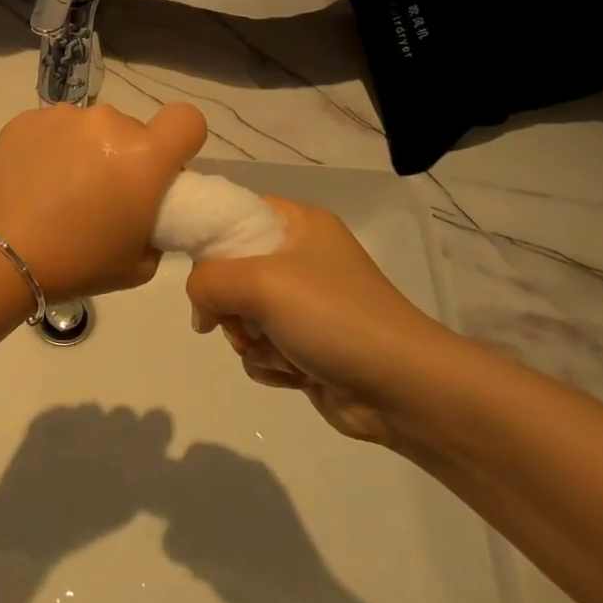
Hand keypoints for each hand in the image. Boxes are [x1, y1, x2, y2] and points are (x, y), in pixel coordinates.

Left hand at [0, 101, 207, 299]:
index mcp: (144, 155)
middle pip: (133, 129)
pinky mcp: (26, 119)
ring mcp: (63, 117)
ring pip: (91, 128)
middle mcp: (107, 123)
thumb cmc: (76, 264)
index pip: (187, 120)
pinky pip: (54, 129)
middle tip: (102, 195)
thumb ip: (156, 226)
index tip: (164, 169)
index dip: (182, 141)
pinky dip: (51, 149)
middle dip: (126, 155)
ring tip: (60, 190)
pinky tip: (33, 181)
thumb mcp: (139, 263)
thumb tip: (144, 209)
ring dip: (86, 150)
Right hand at [184, 197, 460, 448]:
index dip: (209, 237)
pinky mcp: (307, 345)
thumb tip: (200, 310)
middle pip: (230, 270)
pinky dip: (269, 363)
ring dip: (249, 340)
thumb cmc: (333, 317)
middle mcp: (301, 258)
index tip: (199, 269)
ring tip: (278, 352)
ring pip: (241, 315)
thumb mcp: (260, 283)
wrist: (403, 390)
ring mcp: (305, 304)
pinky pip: (261, 347)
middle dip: (230, 305)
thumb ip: (207, 281)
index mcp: (299, 224)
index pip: (234, 212)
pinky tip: (294, 373)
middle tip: (242, 321)